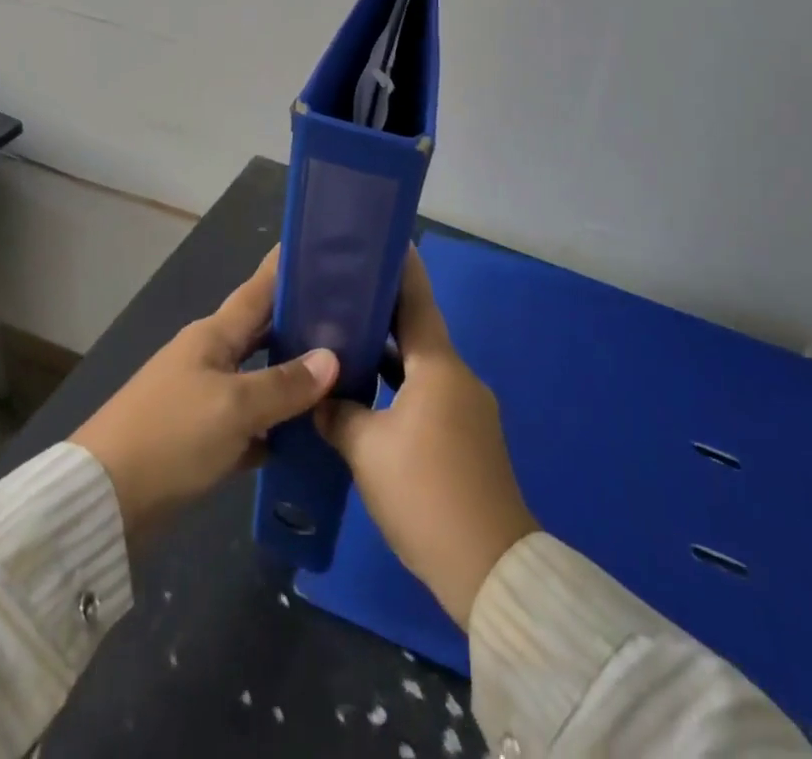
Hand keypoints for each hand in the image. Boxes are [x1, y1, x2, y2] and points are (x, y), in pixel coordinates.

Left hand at [74, 247, 338, 551]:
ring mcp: (202, 397)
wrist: (104, 499)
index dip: (284, 269)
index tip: (317, 247)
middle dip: (300, 323)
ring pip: (257, 378)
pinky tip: (304, 436)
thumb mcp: (235, 407)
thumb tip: (332, 359)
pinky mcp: (199, 438)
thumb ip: (284, 384)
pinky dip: (273, 425)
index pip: (257, 290)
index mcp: (213, 336)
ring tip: (340, 375)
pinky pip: (247, 422)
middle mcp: (208, 358)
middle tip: (347, 318)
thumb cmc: (172, 435)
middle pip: (262, 333)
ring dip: (291, 377)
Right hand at [316, 247, 537, 626]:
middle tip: (342, 294)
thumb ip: (338, 415)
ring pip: (423, 366)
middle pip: (419, 331)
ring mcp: (469, 408)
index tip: (380, 241)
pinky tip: (372, 400)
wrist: (490, 570)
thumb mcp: (367, 452)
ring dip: (391, 355)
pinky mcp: (471, 439)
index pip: (417, 300)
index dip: (400, 269)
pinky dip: (403, 387)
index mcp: (439, 366)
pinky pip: (431, 395)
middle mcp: (459, 377)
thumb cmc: (426, 493)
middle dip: (384, 312)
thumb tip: (321, 400)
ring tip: (347, 344)